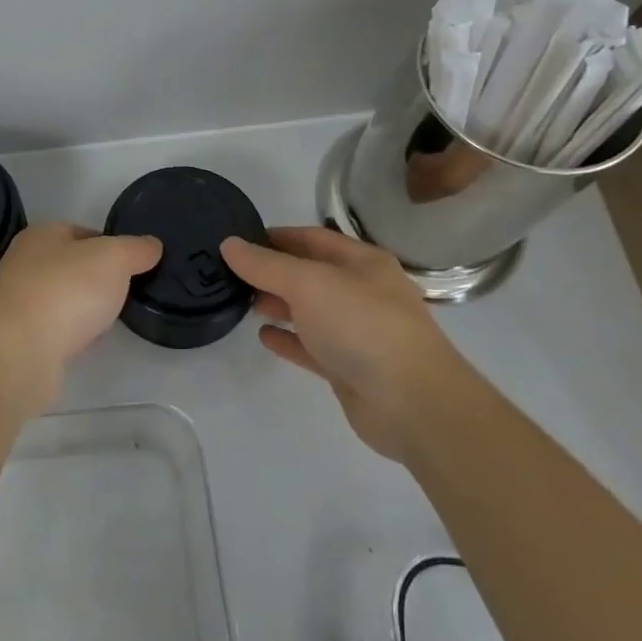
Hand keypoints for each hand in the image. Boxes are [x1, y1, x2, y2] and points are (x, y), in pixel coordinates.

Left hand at [0, 223, 161, 412]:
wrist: (17, 352)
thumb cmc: (66, 291)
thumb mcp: (114, 259)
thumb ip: (135, 249)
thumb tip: (151, 245)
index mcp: (42, 234)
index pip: (84, 232)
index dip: (112, 246)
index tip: (135, 266)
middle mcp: (25, 263)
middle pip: (72, 266)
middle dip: (99, 280)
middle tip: (126, 294)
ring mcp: (18, 302)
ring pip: (63, 299)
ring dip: (85, 309)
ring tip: (110, 321)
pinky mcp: (18, 338)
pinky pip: (55, 330)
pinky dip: (72, 335)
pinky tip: (87, 344)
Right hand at [221, 226, 469, 460]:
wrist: (413, 404)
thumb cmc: (362, 326)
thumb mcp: (308, 283)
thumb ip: (265, 265)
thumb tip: (228, 244)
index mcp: (361, 263)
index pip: (311, 238)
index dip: (275, 236)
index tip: (238, 241)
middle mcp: (361, 292)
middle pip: (309, 274)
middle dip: (272, 272)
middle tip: (231, 274)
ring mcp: (357, 332)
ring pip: (309, 311)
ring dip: (278, 305)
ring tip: (242, 303)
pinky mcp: (349, 368)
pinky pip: (312, 347)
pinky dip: (288, 339)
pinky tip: (263, 336)